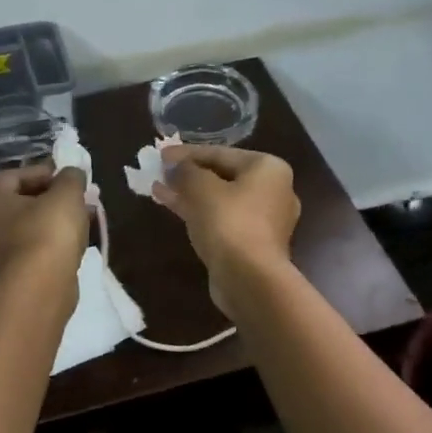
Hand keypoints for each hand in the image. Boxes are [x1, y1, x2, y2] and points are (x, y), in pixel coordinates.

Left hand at [0, 164, 89, 278]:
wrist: (41, 285)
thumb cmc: (48, 228)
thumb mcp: (66, 193)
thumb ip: (70, 177)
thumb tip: (72, 174)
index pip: (18, 175)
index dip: (48, 173)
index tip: (72, 178)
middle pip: (21, 201)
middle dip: (52, 198)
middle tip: (79, 198)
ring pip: (26, 226)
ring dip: (53, 220)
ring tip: (83, 218)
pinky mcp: (6, 273)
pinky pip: (30, 247)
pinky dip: (49, 241)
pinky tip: (73, 241)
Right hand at [154, 146, 299, 316]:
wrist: (250, 279)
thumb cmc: (229, 222)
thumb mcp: (201, 188)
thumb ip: (187, 170)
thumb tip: (177, 166)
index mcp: (268, 169)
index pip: (221, 153)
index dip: (187, 153)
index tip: (161, 154)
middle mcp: (273, 190)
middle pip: (222, 175)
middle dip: (188, 174)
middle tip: (160, 171)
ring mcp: (264, 220)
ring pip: (220, 199)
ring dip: (189, 193)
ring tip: (158, 188)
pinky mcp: (252, 243)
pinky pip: (222, 219)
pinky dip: (199, 212)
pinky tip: (172, 206)